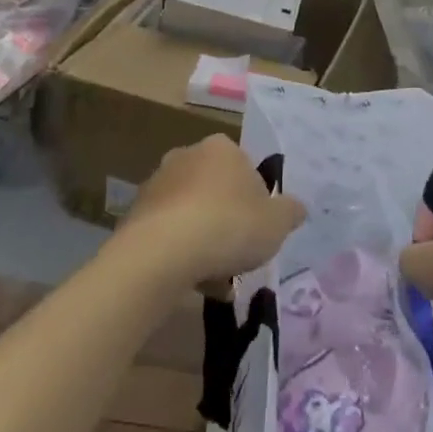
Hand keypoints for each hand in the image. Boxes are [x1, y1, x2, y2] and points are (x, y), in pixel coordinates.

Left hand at [122, 135, 304, 289]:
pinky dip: (180, 254)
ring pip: (191, 213)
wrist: (162, 253)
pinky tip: (193, 283)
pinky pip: (168, 233)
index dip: (256, 200)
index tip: (259, 228)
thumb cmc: (229, 226)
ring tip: (217, 279)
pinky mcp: (136, 214)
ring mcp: (157, 184)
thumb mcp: (277, 223)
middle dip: (227, 219)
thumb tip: (296, 208)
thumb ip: (290, 212)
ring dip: (203, 240)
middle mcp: (186, 156)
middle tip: (239, 252)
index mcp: (222, 148)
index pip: (246, 168)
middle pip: (216, 190)